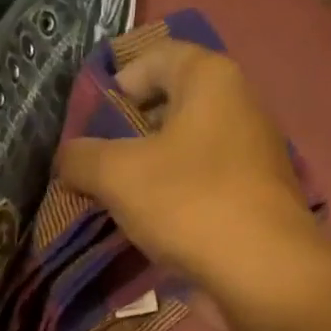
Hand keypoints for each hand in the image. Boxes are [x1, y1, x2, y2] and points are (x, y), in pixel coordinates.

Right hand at [55, 39, 323, 302]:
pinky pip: (199, 186)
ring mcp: (249, 156)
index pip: (157, 57)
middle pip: (170, 106)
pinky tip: (146, 227)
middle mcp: (237, 107)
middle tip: (93, 162)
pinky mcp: (251, 199)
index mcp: (211, 80)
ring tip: (112, 199)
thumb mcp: (117, 174)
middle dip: (127, 132)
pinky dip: (170, 199)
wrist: (261, 273)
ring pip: (183, 151)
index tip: (88, 120)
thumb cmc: (189, 203)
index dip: (117, 81)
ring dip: (146, 171)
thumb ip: (82, 158)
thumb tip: (69, 158)